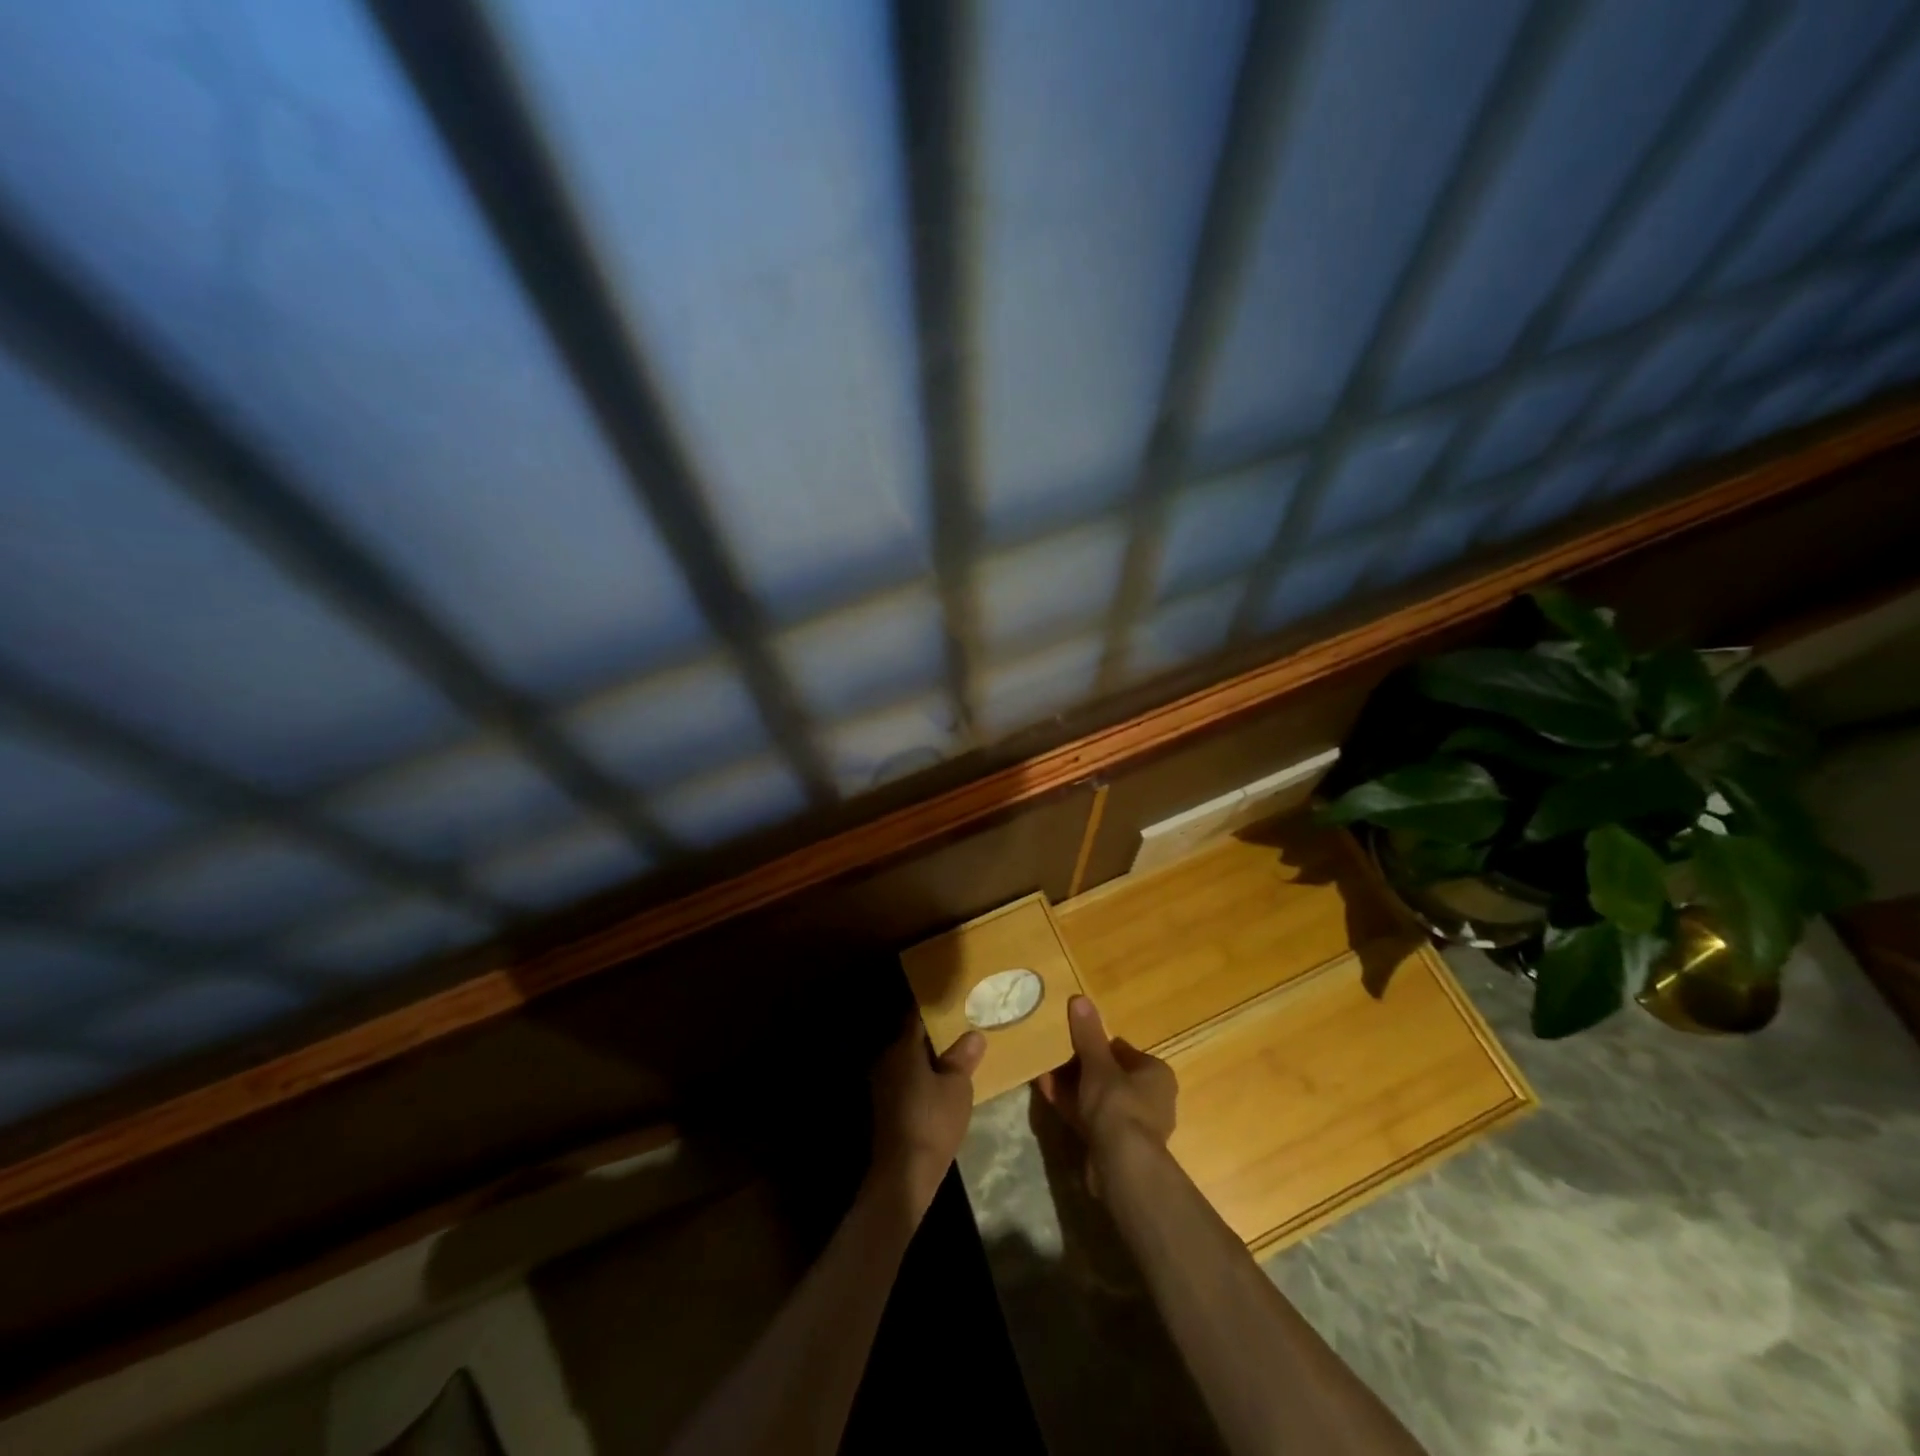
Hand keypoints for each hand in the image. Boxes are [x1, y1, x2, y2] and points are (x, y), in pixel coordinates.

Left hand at [868, 1019, 985, 1219]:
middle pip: (913, 1039)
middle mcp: (888, 1060)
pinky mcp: (886, 1106)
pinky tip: (942, 1086)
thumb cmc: (933, 1121)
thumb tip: (973, 1034)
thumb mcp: (957, 1086)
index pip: (918, 1017)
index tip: (957, 1005)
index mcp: (903, 1048)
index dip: (938, 1011)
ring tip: (958, 1058)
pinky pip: (907, 1079)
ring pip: (910, 1061)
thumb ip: (963, 1057)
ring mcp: (883, 1084)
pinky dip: (923, 1077)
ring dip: (930, 1059)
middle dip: (936, 1036)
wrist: (904, 1173)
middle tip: (963, 1031)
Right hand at [1037, 995, 1177, 1196]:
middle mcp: (1151, 1098)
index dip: (1098, 1044)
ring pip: (1098, 1097)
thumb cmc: (1118, 1104)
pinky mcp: (1115, 1145)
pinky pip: (1090, 1116)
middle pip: (1110, 1075)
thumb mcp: (1098, 1063)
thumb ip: (1088, 1034)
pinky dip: (1071, 1105)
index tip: (1073, 1039)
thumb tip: (1080, 998)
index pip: (1124, 1051)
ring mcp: (1133, 1124)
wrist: (1121, 1164)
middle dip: (1081, 1066)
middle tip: (1055, 1053)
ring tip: (1045, 1070)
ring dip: (1073, 1085)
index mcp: (1156, 1074)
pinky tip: (1046, 1092)